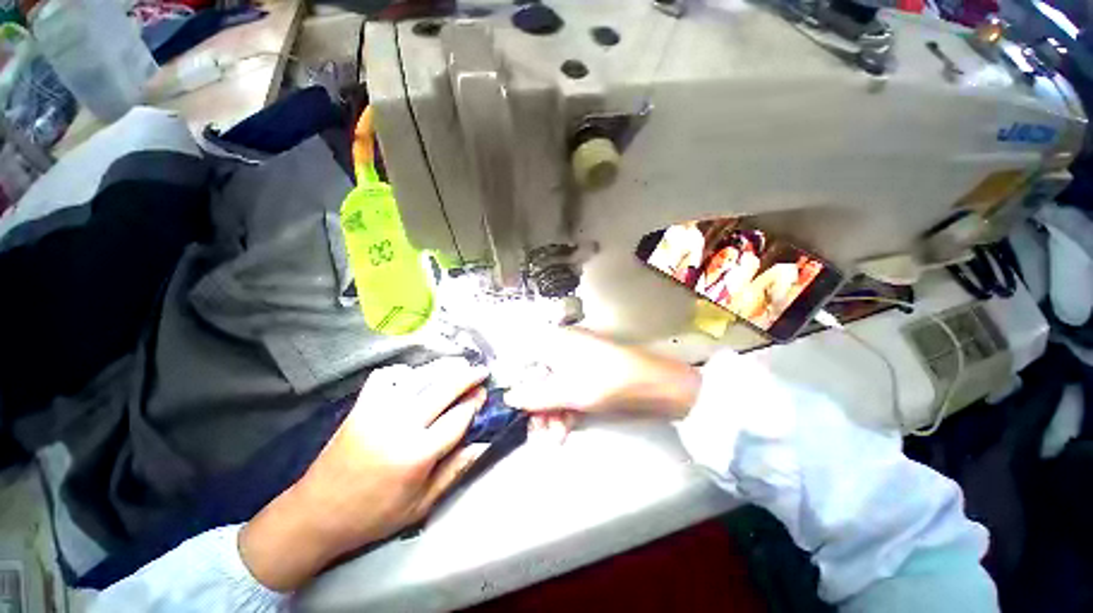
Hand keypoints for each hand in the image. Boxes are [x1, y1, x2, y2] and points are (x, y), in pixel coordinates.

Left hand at [239, 358, 487, 591]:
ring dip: (443, 368)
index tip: (484, 394)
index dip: (474, 402)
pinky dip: (404, 372)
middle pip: (443, 389)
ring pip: (420, 378)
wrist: (315, 515)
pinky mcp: (361, 407)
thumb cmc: (373, 516)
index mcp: (417, 455)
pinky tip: (414, 376)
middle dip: (467, 376)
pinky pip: (386, 377)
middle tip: (481, 371)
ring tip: (459, 364)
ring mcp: (378, 412)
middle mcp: (400, 426)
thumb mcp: (420, 505)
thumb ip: (454, 472)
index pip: (457, 418)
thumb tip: (483, 444)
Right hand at [506, 327, 700, 428]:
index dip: (519, 385)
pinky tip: (564, 431)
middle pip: (540, 379)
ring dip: (552, 414)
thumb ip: (535, 396)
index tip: (516, 408)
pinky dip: (566, 412)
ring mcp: (578, 363)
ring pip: (555, 388)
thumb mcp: (567, 391)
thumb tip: (508, 397)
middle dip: (538, 407)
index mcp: (556, 342)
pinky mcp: (590, 377)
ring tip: (553, 438)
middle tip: (537, 432)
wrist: (654, 385)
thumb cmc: (606, 381)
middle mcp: (564, 349)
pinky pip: (570, 392)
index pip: (526, 361)